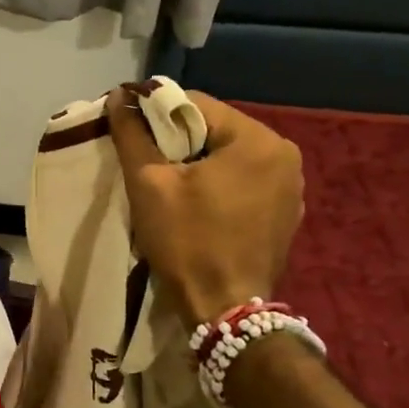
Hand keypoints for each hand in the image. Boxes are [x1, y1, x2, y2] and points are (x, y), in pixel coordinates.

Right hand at [107, 87, 303, 327]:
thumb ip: (132, 135)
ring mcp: (290, 186)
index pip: (196, 104)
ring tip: (168, 185)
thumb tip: (117, 96)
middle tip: (145, 161)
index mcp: (257, 140)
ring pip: (229, 155)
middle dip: (177, 140)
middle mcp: (284, 154)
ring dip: (197, 162)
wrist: (225, 311)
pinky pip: (244, 180)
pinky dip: (218, 183)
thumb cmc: (187, 241)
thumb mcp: (149, 184)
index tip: (129, 132)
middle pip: (215, 128)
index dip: (156, 113)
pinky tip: (196, 205)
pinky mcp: (285, 212)